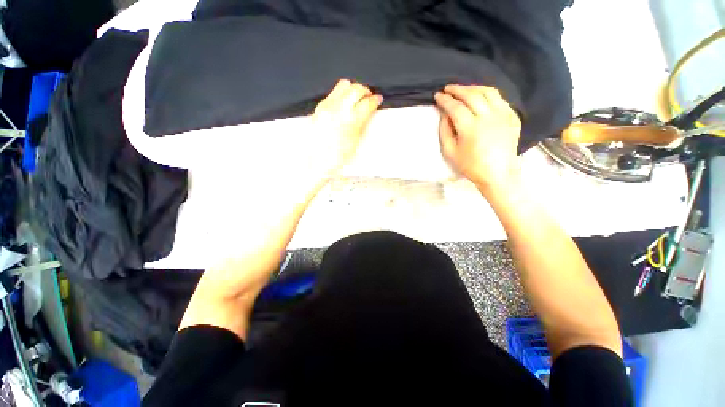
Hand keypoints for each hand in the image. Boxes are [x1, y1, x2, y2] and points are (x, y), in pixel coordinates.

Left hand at [311, 79, 382, 177]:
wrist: (320, 162)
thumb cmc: (340, 156)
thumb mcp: (357, 140)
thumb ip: (364, 122)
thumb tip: (370, 109)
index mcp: (351, 120)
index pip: (367, 103)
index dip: (375, 100)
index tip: (378, 99)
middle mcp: (338, 109)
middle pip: (356, 89)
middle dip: (365, 91)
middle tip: (369, 97)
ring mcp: (327, 106)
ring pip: (343, 85)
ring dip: (353, 89)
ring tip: (356, 97)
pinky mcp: (319, 107)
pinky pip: (333, 93)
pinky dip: (341, 94)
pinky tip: (344, 103)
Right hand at [435, 85, 521, 194]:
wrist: (497, 173)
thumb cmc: (470, 165)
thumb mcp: (450, 152)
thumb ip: (444, 132)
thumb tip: (444, 115)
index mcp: (470, 128)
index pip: (455, 107)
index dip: (445, 100)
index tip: (437, 95)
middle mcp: (488, 117)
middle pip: (471, 95)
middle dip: (457, 89)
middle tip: (448, 88)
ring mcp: (503, 115)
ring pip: (488, 92)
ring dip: (473, 88)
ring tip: (463, 89)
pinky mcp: (512, 117)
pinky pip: (500, 99)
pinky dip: (488, 94)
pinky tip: (480, 97)